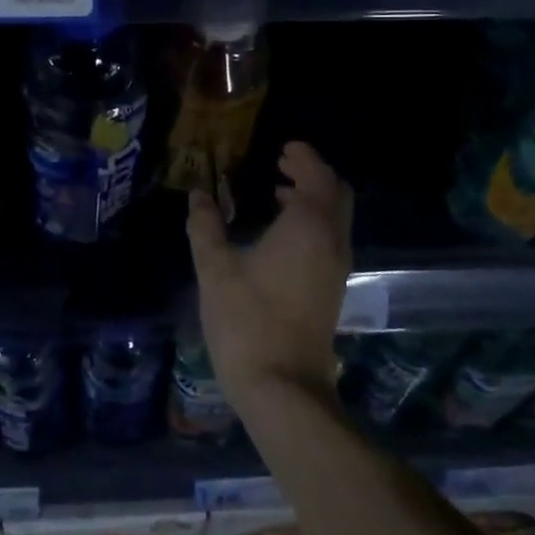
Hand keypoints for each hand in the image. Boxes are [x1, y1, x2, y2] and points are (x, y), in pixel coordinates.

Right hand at [186, 142, 352, 417]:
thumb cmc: (246, 320)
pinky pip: (330, 239)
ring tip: (276, 194)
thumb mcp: (215, 268)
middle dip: (312, 174)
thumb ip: (206, 226)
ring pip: (335, 219)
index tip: (283, 147)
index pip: (318, 176)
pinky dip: (313, 223)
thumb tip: (198, 196)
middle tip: (281, 165)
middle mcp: (331, 242)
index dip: (304, 157)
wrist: (282, 387)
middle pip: (336, 194)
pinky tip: (280, 235)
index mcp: (308, 227)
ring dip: (313, 199)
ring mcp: (336, 268)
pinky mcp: (332, 290)